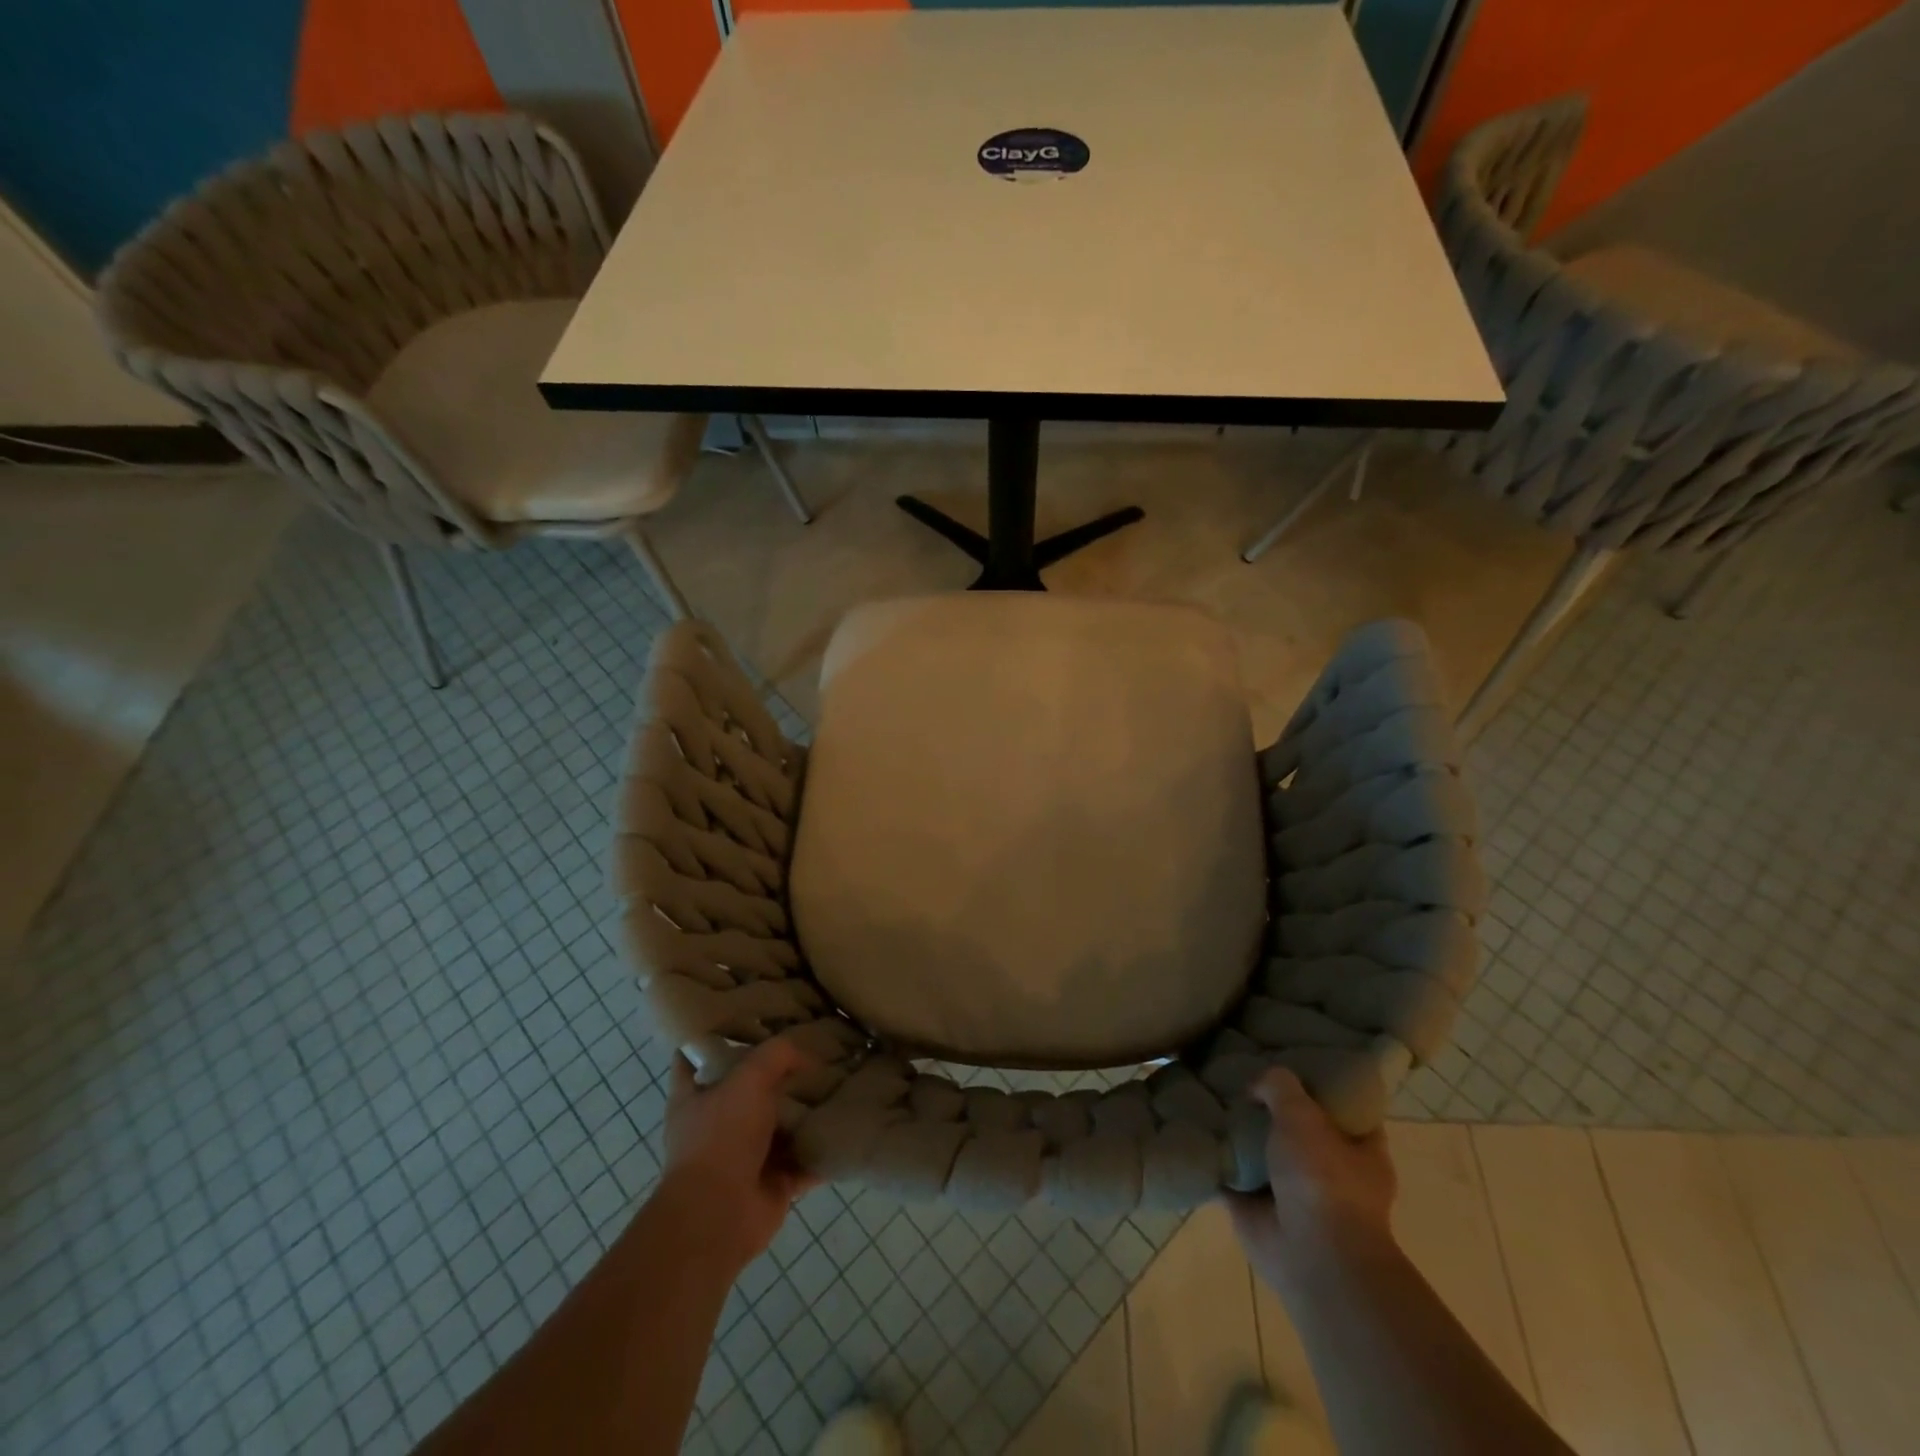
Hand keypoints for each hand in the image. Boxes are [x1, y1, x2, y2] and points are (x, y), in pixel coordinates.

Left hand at [661, 1039, 817, 1272]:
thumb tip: (806, 1054)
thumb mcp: (749, 1077)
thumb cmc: (722, 1136)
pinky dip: (823, 1149)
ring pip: (780, 1125)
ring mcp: (744, 1156)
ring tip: (840, 1082)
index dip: (713, 1036)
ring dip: (805, 1112)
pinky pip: (804, 1160)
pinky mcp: (772, 1183)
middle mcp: (716, 1124)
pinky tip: (848, 1125)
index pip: (694, 1056)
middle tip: (813, 1049)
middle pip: (748, 1089)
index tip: (744, 1018)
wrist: (720, 1216)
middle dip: (777, 1074)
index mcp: (694, 1097)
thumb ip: (778, 1054)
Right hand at [1225, 1069, 1396, 1291]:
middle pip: (1298, 1126)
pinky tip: (1193, 1129)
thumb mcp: (1302, 1113)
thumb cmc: (1322, 1180)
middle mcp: (1331, 1170)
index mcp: (1362, 1150)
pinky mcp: (1259, 1209)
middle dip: (1271, 1107)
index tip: (1291, 1059)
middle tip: (1240, 1072)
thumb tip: (1255, 1088)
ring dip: (1240, 1133)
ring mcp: (1294, 1192)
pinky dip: (1216, 1159)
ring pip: (1263, 1150)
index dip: (1320, 1083)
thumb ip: (1279, 1086)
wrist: (1311, 1256)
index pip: (1345, 1106)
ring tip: (1209, 1094)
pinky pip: (1233, 1174)